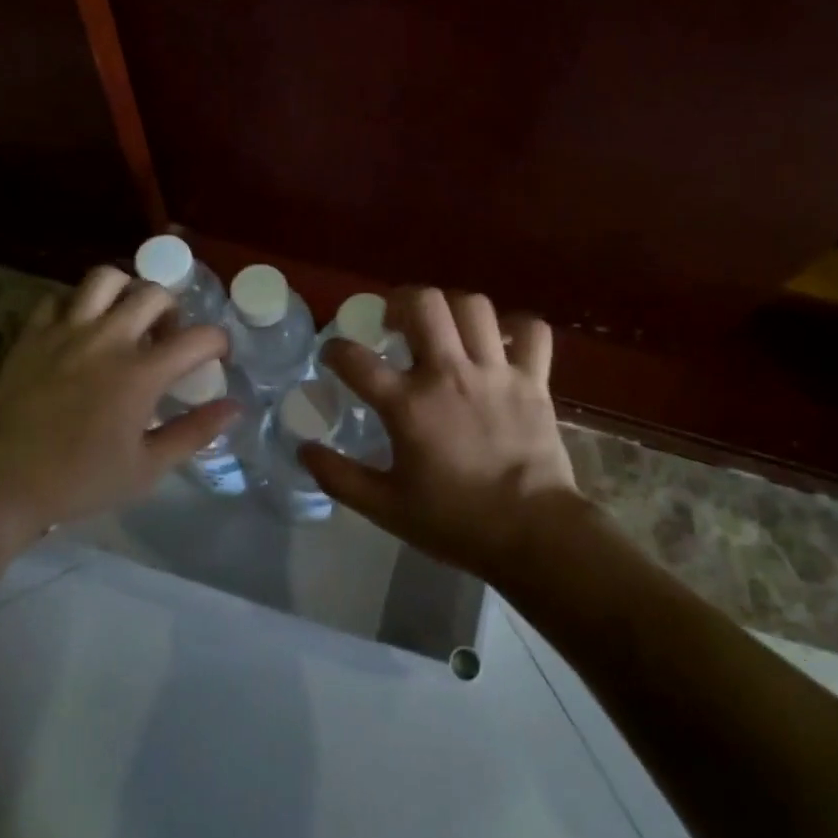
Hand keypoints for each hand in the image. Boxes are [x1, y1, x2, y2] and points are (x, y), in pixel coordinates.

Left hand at [0, 266, 236, 553]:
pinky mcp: (33, 334)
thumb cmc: (78, 481)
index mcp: (141, 373)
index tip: (218, 356)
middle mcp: (108, 339)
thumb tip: (233, 407)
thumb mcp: (146, 468)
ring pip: (105, 278)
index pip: (199, 338)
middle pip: (155, 294)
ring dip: (126, 291)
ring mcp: (66, 331)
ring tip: (126, 318)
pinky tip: (80, 329)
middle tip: (167, 337)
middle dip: (173, 310)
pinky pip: (59, 298)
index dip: (218, 342)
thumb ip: (194, 432)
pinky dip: (77, 305)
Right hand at [300, 287, 581, 584]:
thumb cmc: (455, 522)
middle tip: (395, 322)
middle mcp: (449, 374)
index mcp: (408, 405)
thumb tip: (304, 450)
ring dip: (452, 308)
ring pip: (473, 306)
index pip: (356, 359)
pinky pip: (532, 331)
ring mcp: (495, 371)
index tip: (333, 354)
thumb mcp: (385, 508)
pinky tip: (503, 341)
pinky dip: (518, 328)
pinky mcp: (533, 379)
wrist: (533, 535)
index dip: (335, 350)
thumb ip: (339, 477)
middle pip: (422, 303)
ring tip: (444, 327)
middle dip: (400, 301)